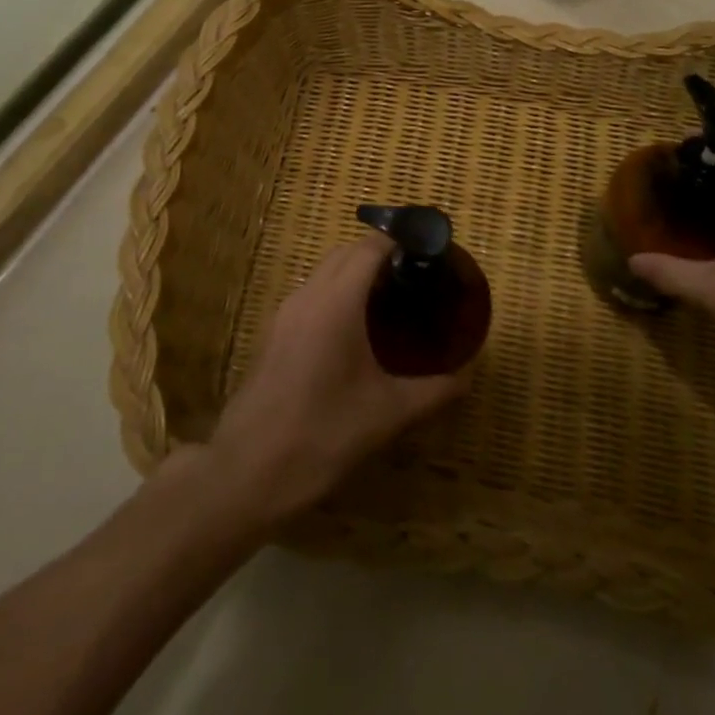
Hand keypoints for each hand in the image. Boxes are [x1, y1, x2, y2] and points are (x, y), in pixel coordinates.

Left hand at [210, 234, 469, 519]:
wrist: (246, 472)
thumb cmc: (322, 434)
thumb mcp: (387, 415)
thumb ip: (434, 391)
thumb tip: (467, 377)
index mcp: (337, 302)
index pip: (370, 248)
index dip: (400, 242)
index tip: (429, 254)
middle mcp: (308, 296)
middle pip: (345, 253)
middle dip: (379, 254)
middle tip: (415, 278)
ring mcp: (284, 314)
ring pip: (324, 272)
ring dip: (354, 273)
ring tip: (389, 302)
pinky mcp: (272, 335)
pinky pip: (310, 295)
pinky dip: (335, 294)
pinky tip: (354, 332)